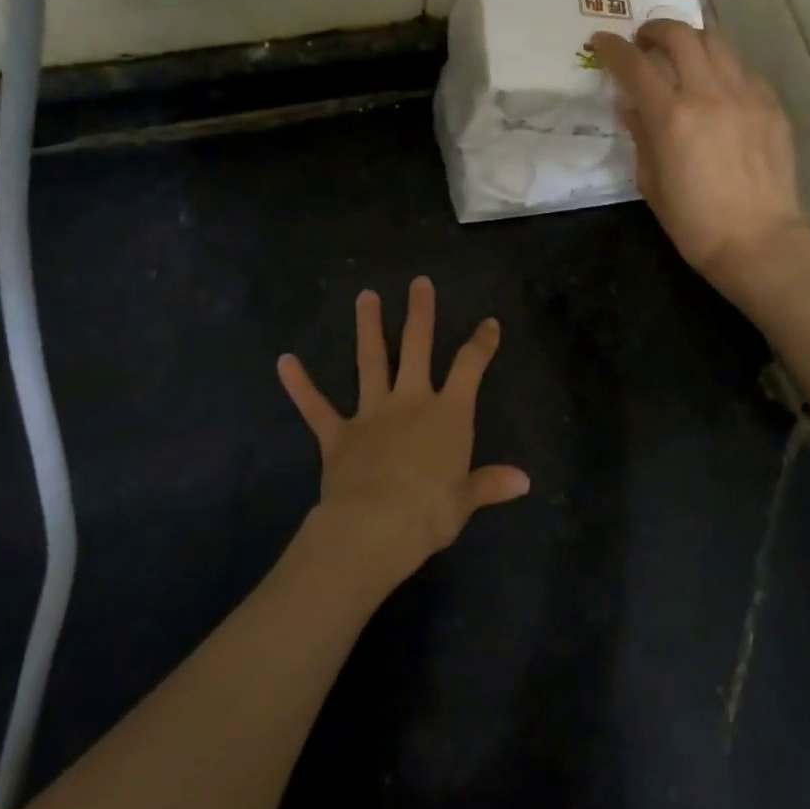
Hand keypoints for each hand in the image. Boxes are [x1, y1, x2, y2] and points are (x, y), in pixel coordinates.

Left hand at [276, 277, 529, 590]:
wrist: (376, 526)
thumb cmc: (431, 512)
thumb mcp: (466, 500)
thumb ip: (491, 483)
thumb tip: (524, 481)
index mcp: (448, 414)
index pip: (470, 368)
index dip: (481, 343)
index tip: (489, 322)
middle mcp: (411, 402)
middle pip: (416, 347)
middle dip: (419, 313)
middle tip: (418, 282)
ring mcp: (372, 413)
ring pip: (370, 362)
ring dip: (367, 328)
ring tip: (365, 295)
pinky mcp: (338, 434)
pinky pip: (316, 407)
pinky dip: (300, 385)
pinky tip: (284, 361)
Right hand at [591, 21, 809, 298]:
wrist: (758, 241)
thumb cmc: (694, 222)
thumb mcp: (651, 183)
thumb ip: (640, 137)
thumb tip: (632, 108)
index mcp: (671, 117)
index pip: (634, 65)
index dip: (612, 48)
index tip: (601, 41)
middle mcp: (708, 94)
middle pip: (679, 35)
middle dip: (655, 30)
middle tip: (644, 42)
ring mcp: (746, 95)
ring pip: (716, 41)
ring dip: (691, 40)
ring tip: (682, 55)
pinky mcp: (771, 104)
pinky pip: (742, 69)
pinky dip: (722, 67)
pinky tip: (717, 88)